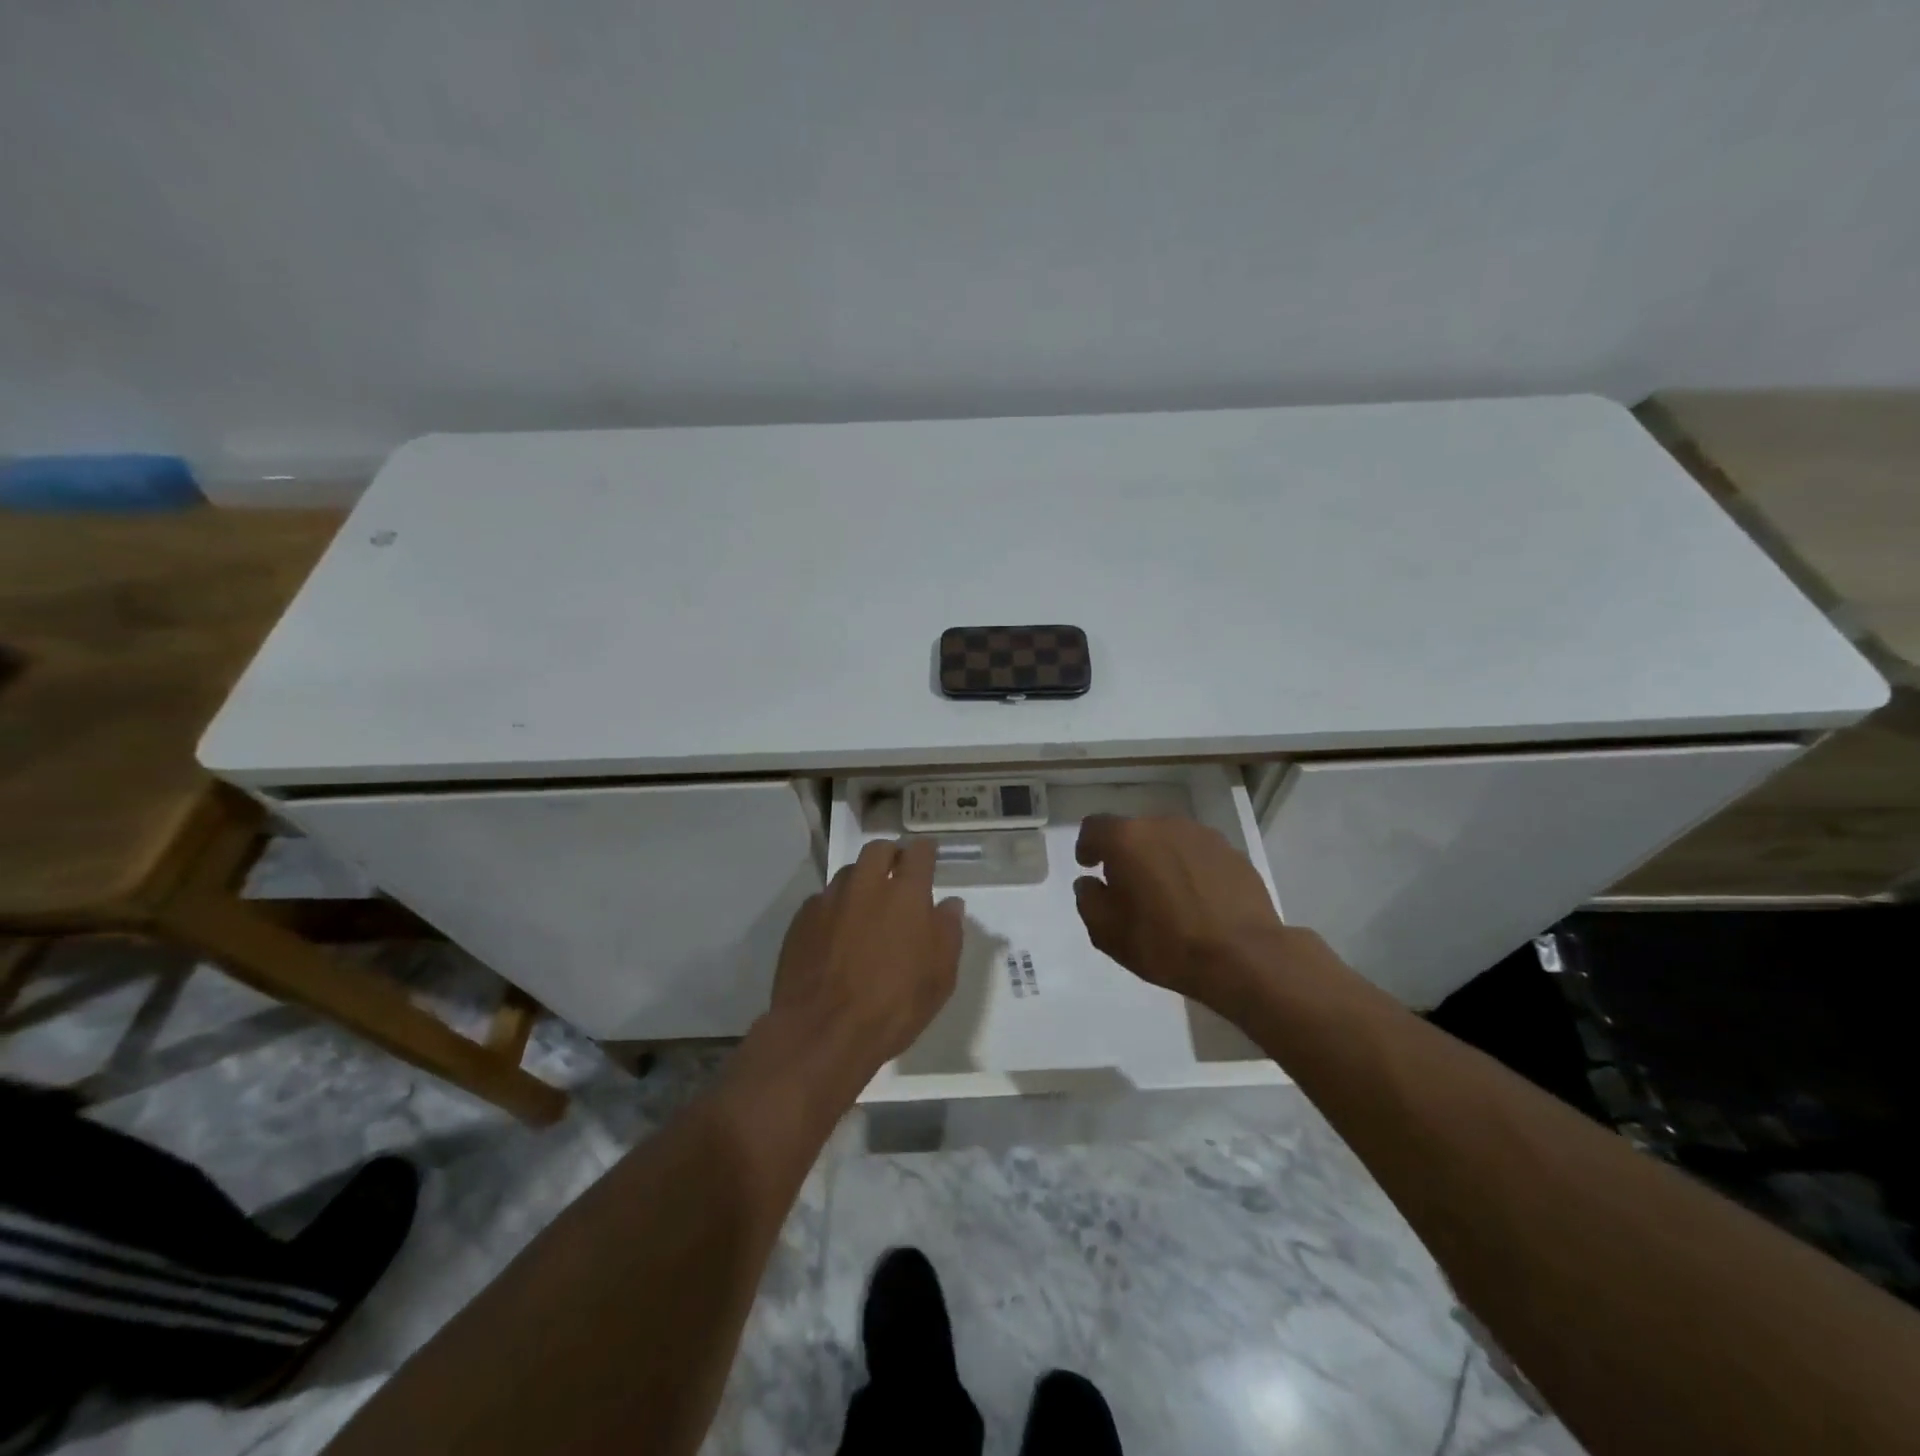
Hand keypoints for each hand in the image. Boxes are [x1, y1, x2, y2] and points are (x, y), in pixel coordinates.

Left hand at [762, 838, 963, 1083]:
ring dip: (861, 879)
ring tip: (866, 903)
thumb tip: (950, 905)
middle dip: (891, 855)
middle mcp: (866, 886)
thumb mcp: (939, 977)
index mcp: (905, 894)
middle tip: (898, 873)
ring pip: (847, 872)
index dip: (926, 851)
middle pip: (878, 850)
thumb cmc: (893, 1006)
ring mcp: (829, 900)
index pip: (919, 853)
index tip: (929, 855)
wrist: (822, 1031)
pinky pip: (822, 900)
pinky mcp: (801, 920)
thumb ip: (948, 933)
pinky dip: (835, 906)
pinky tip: (837, 930)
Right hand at [1073, 815, 1301, 1016]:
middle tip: (1128, 887)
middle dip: (1127, 854)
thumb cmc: (1165, 944)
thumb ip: (1088, 900)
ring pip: (1169, 840)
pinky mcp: (1232, 852)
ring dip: (1160, 859)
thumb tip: (1090, 883)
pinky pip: (1198, 854)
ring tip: (1165, 894)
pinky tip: (1197, 899)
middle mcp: (1163, 825)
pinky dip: (1190, 869)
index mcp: (1127, 839)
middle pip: (1134, 831)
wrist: (1243, 957)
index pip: (1095, 827)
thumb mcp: (1107, 933)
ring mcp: (1202, 835)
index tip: (1090, 866)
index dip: (1087, 846)